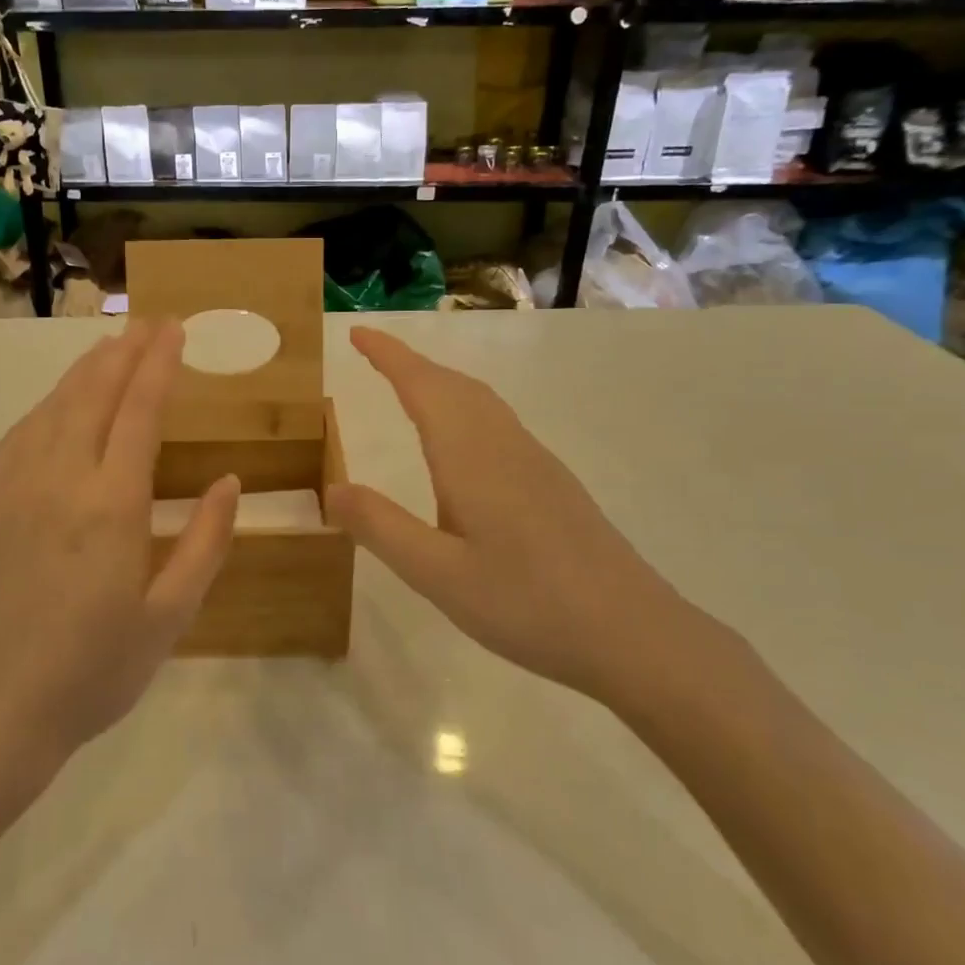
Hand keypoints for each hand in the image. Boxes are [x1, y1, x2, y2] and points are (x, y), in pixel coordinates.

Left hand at [0, 320, 238, 773]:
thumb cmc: (94, 670)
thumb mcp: (170, 616)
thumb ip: (204, 542)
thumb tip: (229, 482)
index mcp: (111, 505)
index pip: (138, 411)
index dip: (159, 365)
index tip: (175, 331)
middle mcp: (60, 480)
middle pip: (93, 395)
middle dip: (125, 353)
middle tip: (149, 324)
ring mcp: (15, 489)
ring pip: (53, 407)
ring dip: (85, 371)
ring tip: (111, 348)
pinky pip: (20, 435)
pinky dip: (46, 405)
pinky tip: (58, 403)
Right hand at [327, 326, 708, 705]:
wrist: (633, 633)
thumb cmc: (527, 603)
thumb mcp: (437, 574)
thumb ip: (381, 527)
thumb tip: (331, 488)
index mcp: (470, 456)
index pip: (422, 386)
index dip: (388, 355)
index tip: (357, 332)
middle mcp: (504, 445)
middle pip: (454, 385)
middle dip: (411, 363)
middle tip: (373, 357)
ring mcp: (535, 462)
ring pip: (481, 402)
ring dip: (441, 384)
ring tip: (409, 389)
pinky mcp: (554, 484)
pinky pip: (498, 424)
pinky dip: (466, 409)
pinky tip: (462, 447)